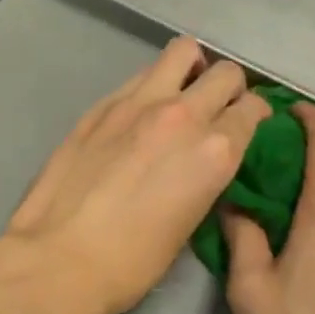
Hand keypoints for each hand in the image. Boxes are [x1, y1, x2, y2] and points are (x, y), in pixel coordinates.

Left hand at [2, 37, 268, 313]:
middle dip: (230, 87)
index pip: (252, 109)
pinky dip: (152, 85)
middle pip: (225, 73)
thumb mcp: (190, 222)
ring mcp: (138, 102)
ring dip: (191, 69)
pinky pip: (141, 75)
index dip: (255, 115)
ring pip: (181, 52)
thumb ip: (206, 175)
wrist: (59, 257)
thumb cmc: (132, 261)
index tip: (249, 123)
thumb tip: (206, 158)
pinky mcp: (102, 103)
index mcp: (215, 151)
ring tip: (181, 93)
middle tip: (218, 107)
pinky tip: (140, 113)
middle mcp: (183, 115)